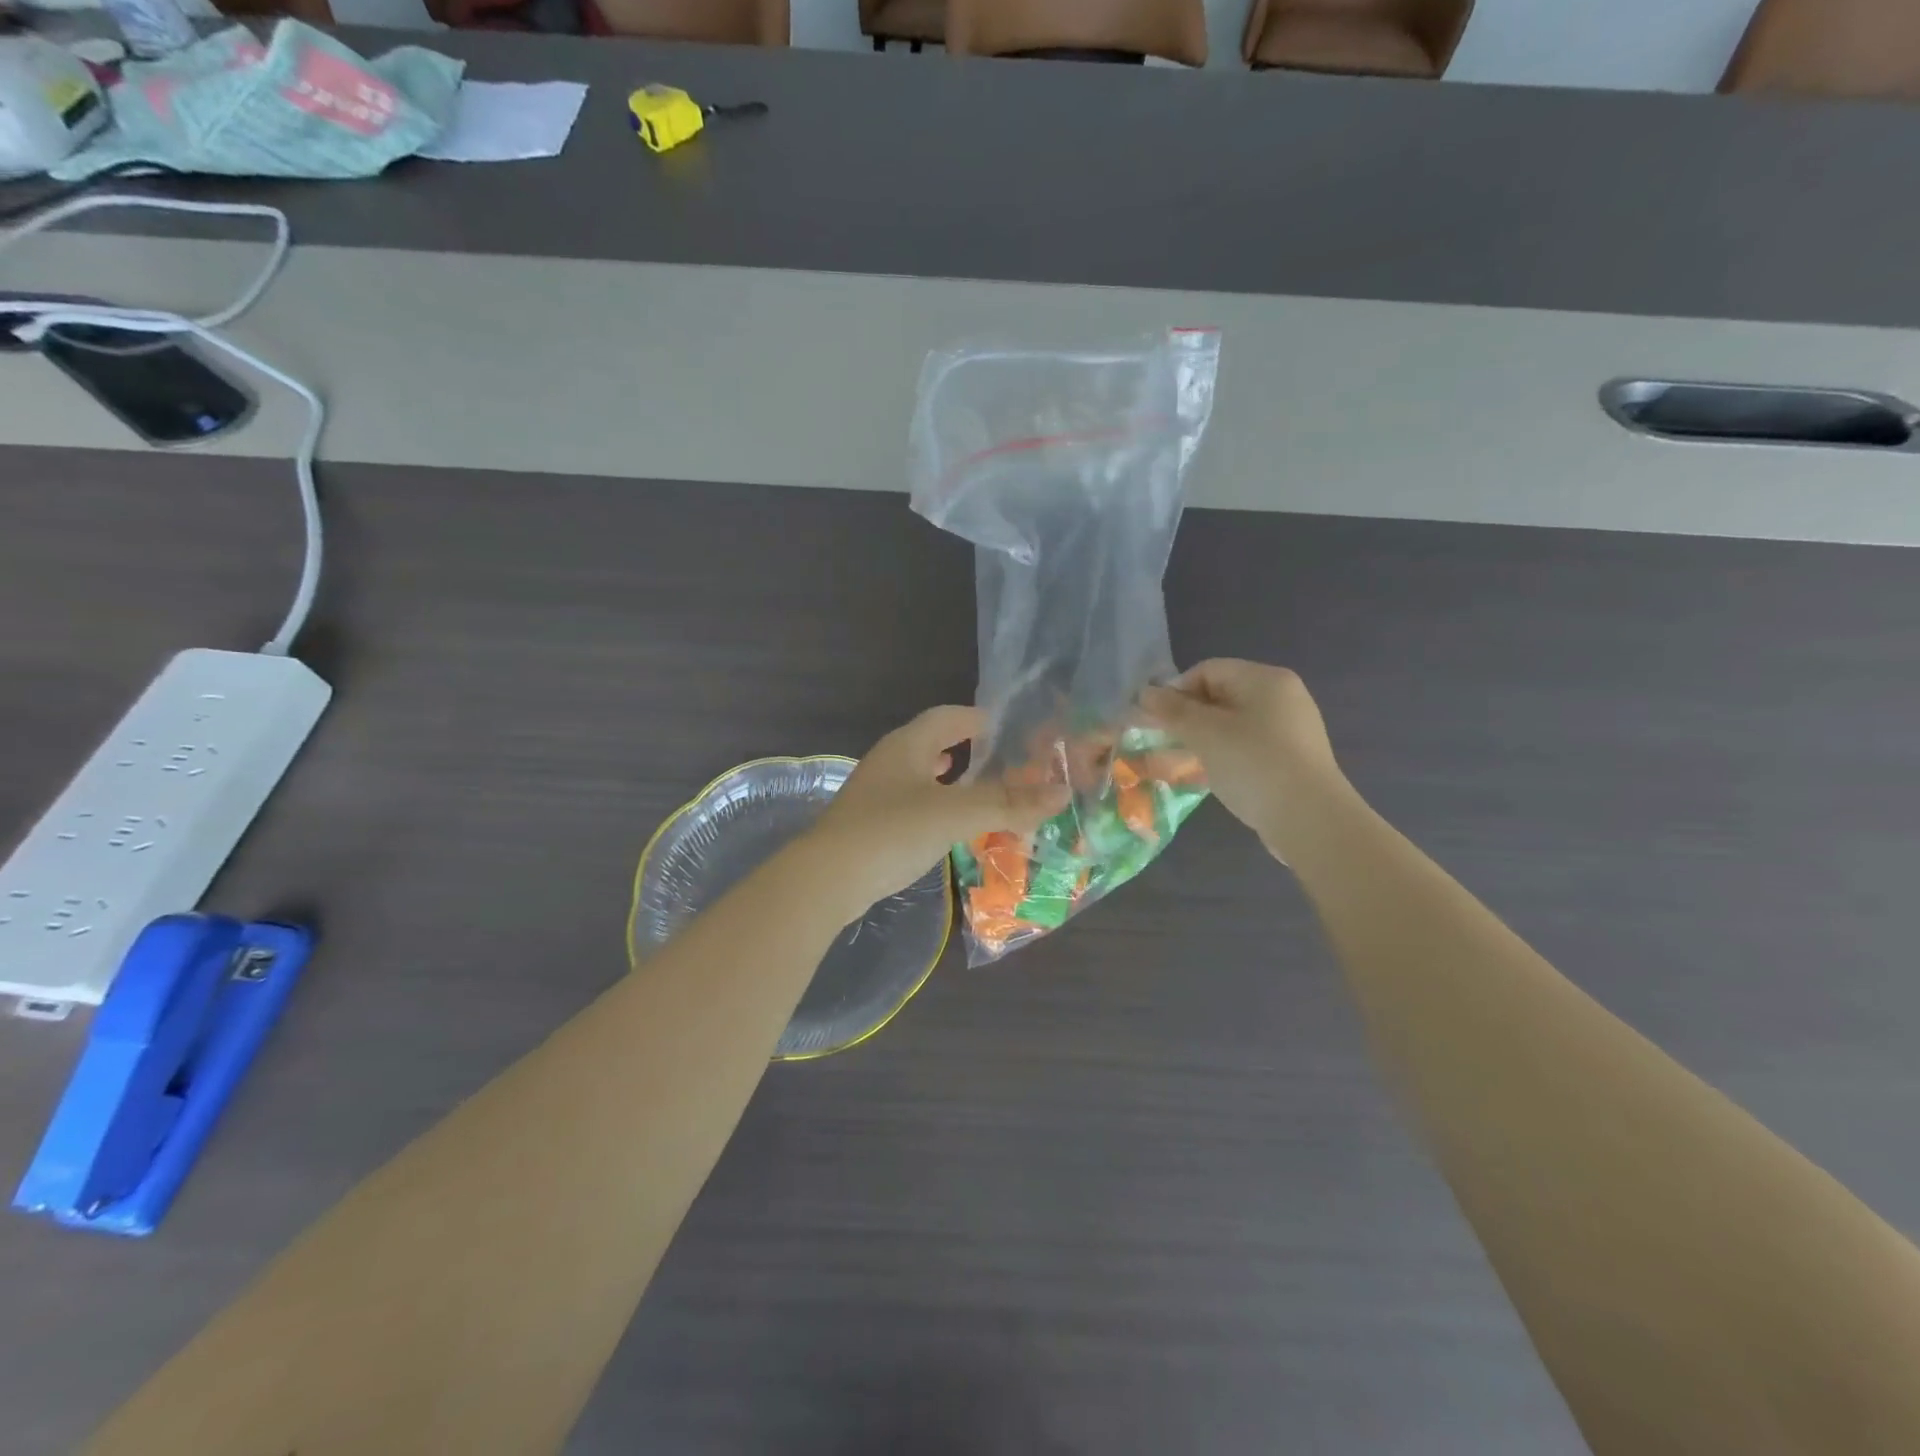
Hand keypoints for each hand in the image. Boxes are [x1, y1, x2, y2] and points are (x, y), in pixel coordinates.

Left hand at [809, 706, 1069, 916]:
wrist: (828, 879)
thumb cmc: (893, 831)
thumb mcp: (957, 813)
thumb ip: (1009, 803)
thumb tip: (1061, 793)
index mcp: (908, 744)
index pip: (948, 716)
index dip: (979, 718)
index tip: (1010, 727)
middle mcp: (890, 761)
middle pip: (934, 743)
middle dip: (968, 749)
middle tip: (1005, 761)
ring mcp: (877, 793)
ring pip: (923, 775)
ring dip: (953, 779)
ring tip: (982, 790)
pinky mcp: (872, 823)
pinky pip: (914, 803)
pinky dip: (938, 806)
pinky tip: (949, 824)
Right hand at [1141, 660, 1347, 861]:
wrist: (1309, 819)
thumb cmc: (1252, 764)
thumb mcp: (1204, 733)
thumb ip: (1172, 710)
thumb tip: (1145, 692)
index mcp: (1264, 678)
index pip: (1207, 671)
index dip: (1175, 692)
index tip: (1156, 721)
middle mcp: (1283, 695)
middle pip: (1221, 695)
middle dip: (1187, 717)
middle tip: (1164, 743)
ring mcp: (1292, 728)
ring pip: (1233, 723)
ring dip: (1203, 738)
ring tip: (1183, 762)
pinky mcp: (1294, 758)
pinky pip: (1249, 746)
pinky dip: (1226, 755)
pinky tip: (1214, 776)